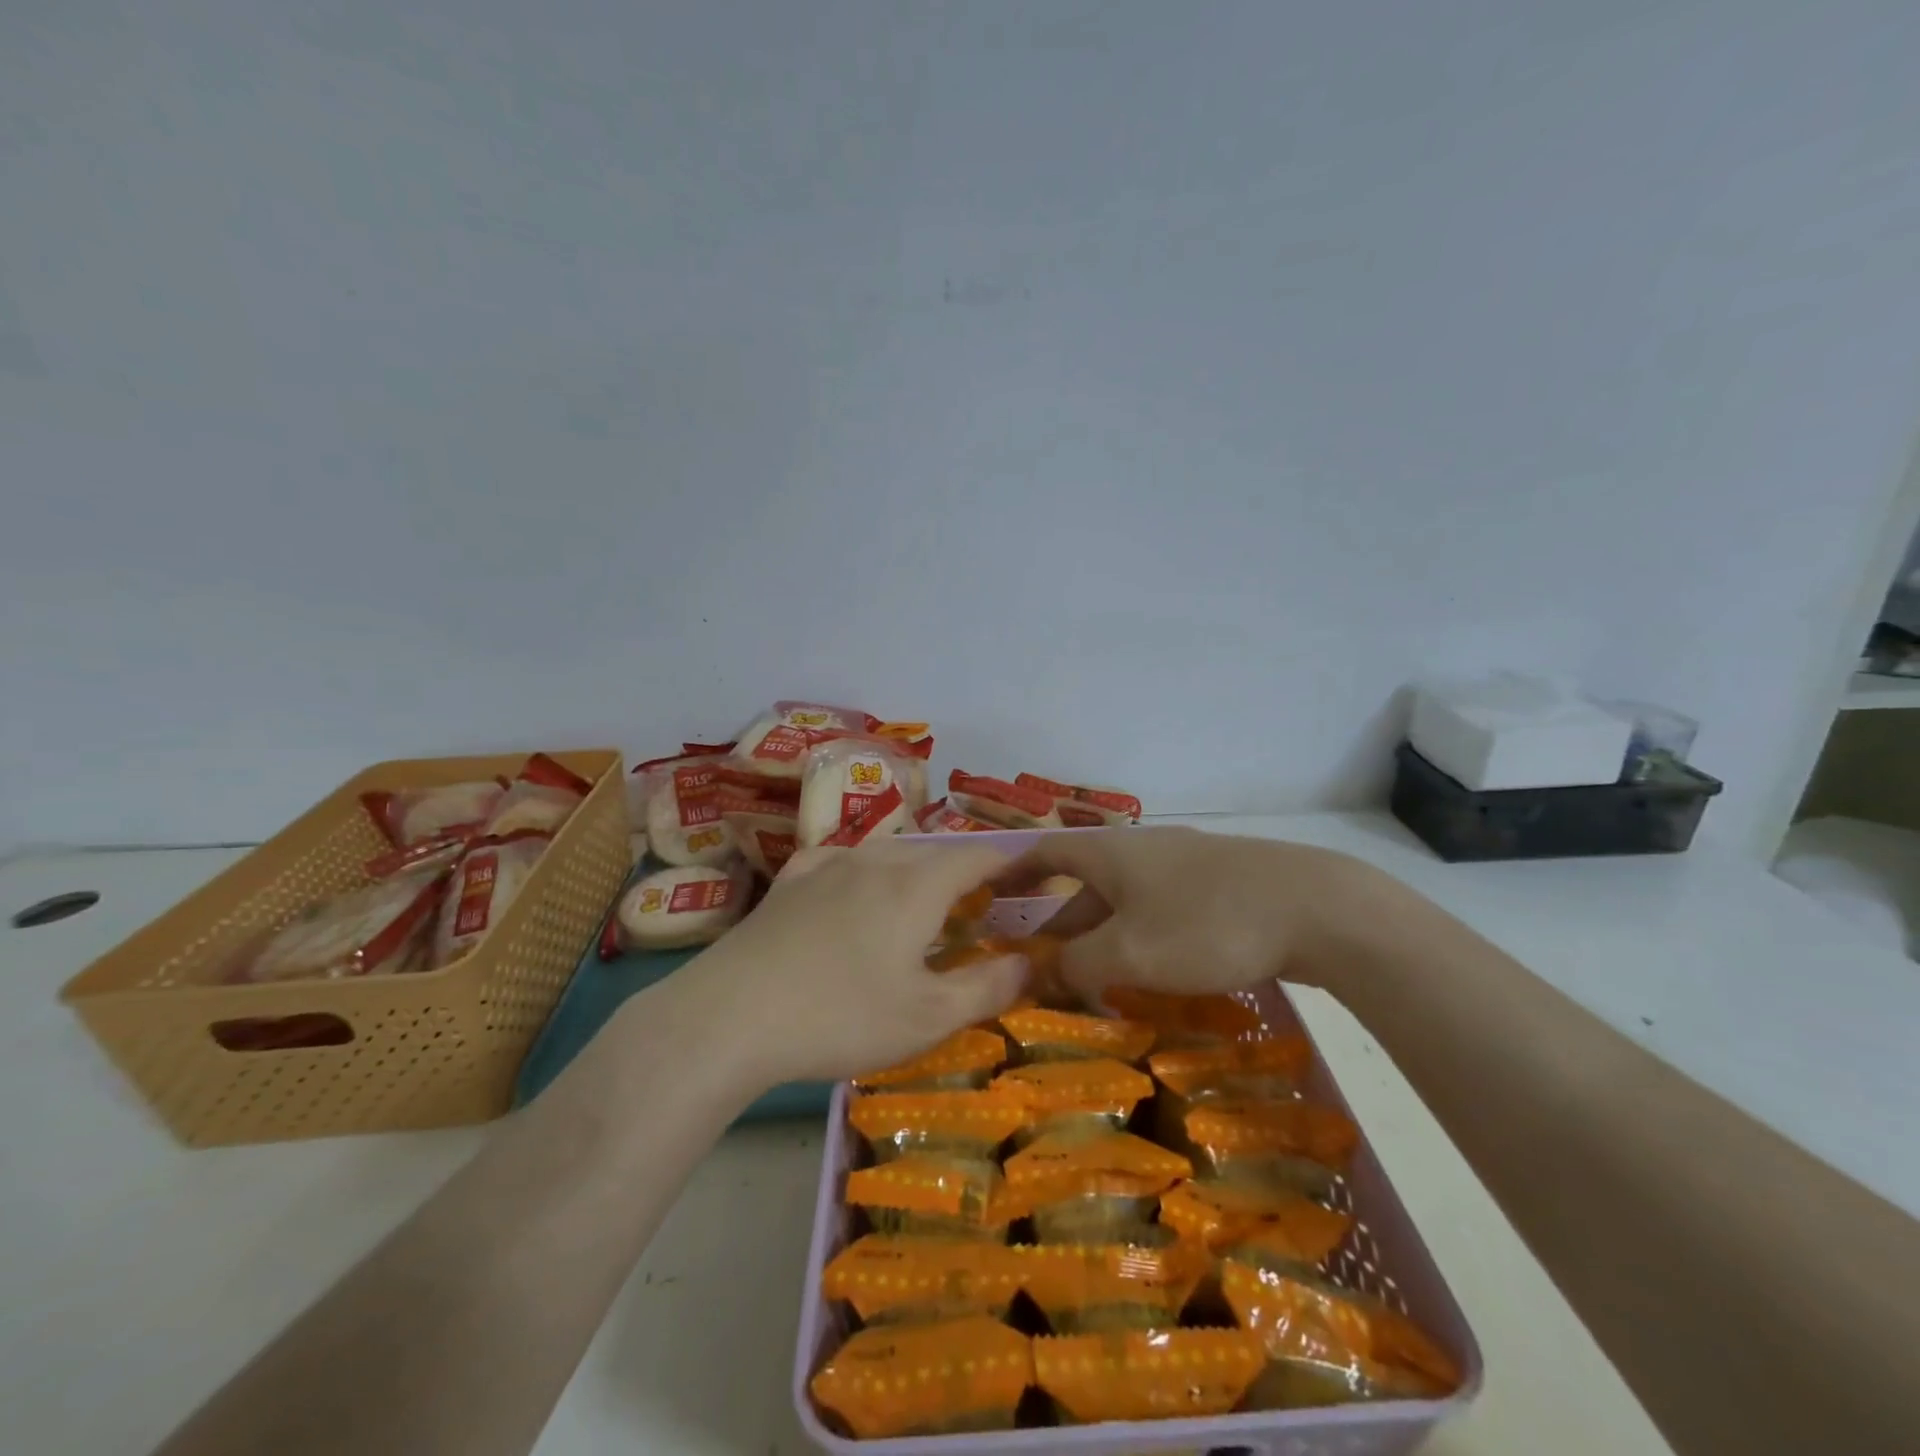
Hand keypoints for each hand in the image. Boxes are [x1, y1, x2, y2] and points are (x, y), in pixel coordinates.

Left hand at [673, 840, 1028, 1088]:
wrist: (731, 1016)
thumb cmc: (842, 1017)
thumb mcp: (928, 1017)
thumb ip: (987, 987)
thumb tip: (1029, 963)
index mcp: (916, 885)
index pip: (977, 856)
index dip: (1009, 862)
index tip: (1028, 874)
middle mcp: (875, 860)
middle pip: (932, 853)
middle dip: (963, 872)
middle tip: (978, 906)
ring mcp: (826, 865)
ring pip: (886, 853)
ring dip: (914, 871)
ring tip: (920, 901)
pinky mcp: (790, 882)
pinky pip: (840, 860)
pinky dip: (863, 871)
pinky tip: (852, 887)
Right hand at [1008, 826, 1385, 1003]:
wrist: (1315, 907)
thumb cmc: (1205, 924)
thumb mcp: (1130, 953)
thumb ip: (1078, 965)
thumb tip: (1044, 973)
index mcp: (1111, 853)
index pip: (1046, 853)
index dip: (1015, 873)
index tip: (991, 896)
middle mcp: (1142, 848)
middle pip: (1086, 883)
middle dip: (1061, 923)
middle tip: (1043, 966)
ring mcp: (1185, 863)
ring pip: (1126, 899)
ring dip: (1103, 935)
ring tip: (1093, 978)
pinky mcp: (1221, 883)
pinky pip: (1162, 907)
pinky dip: (1141, 936)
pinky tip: (1153, 970)